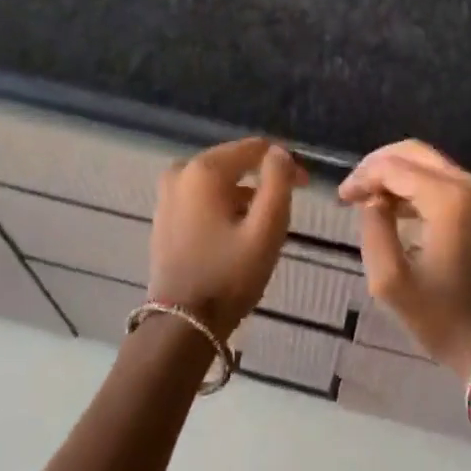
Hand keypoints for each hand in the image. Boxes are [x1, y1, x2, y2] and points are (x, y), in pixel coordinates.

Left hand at [149, 137, 303, 336]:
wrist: (182, 323)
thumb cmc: (230, 274)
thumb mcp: (266, 228)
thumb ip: (278, 182)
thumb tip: (278, 153)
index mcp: (204, 170)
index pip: (254, 148)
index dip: (284, 161)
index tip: (305, 185)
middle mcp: (181, 171)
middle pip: (234, 161)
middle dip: (264, 177)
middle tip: (287, 205)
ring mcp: (168, 193)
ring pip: (219, 179)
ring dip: (244, 193)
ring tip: (264, 223)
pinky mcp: (165, 213)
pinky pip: (203, 195)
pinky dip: (224, 204)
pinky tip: (237, 230)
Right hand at [338, 141, 470, 381]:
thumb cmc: (440, 316)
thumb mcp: (390, 281)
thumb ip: (374, 230)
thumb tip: (372, 201)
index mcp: (448, 200)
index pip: (394, 168)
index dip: (363, 177)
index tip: (341, 198)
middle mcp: (467, 185)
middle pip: (413, 152)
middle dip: (378, 166)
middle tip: (353, 191)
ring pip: (427, 162)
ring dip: (395, 173)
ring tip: (366, 199)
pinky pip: (440, 178)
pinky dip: (413, 184)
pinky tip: (392, 207)